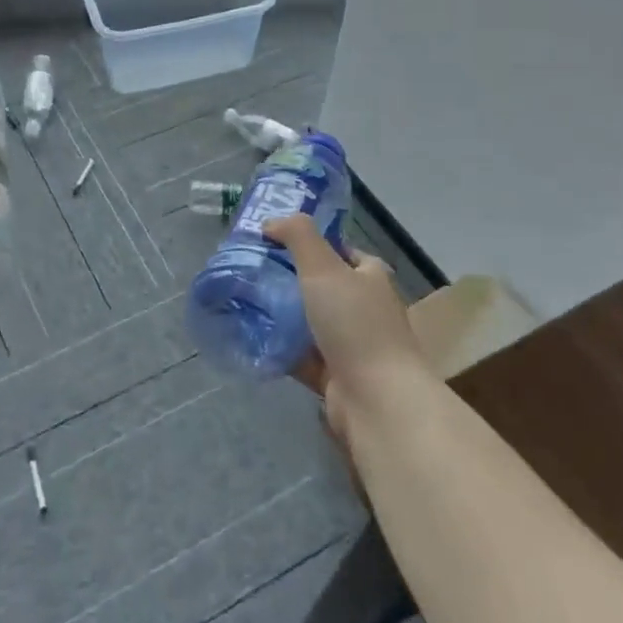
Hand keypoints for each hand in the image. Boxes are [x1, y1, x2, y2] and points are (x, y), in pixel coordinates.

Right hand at [261, 214, 427, 454]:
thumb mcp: (323, 267)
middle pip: (323, 287)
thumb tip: (271, 222)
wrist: (377, 400)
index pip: (341, 251)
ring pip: (310, 322)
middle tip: (253, 270)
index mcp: (371, 278)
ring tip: (245, 301)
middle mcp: (365, 309)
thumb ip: (298, 236)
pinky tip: (254, 338)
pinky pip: (303, 355)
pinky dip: (282, 348)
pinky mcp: (336, 377)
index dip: (312, 243)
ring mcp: (352, 345)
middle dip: (290, 279)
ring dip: (283, 315)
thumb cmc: (355, 324)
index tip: (275, 241)